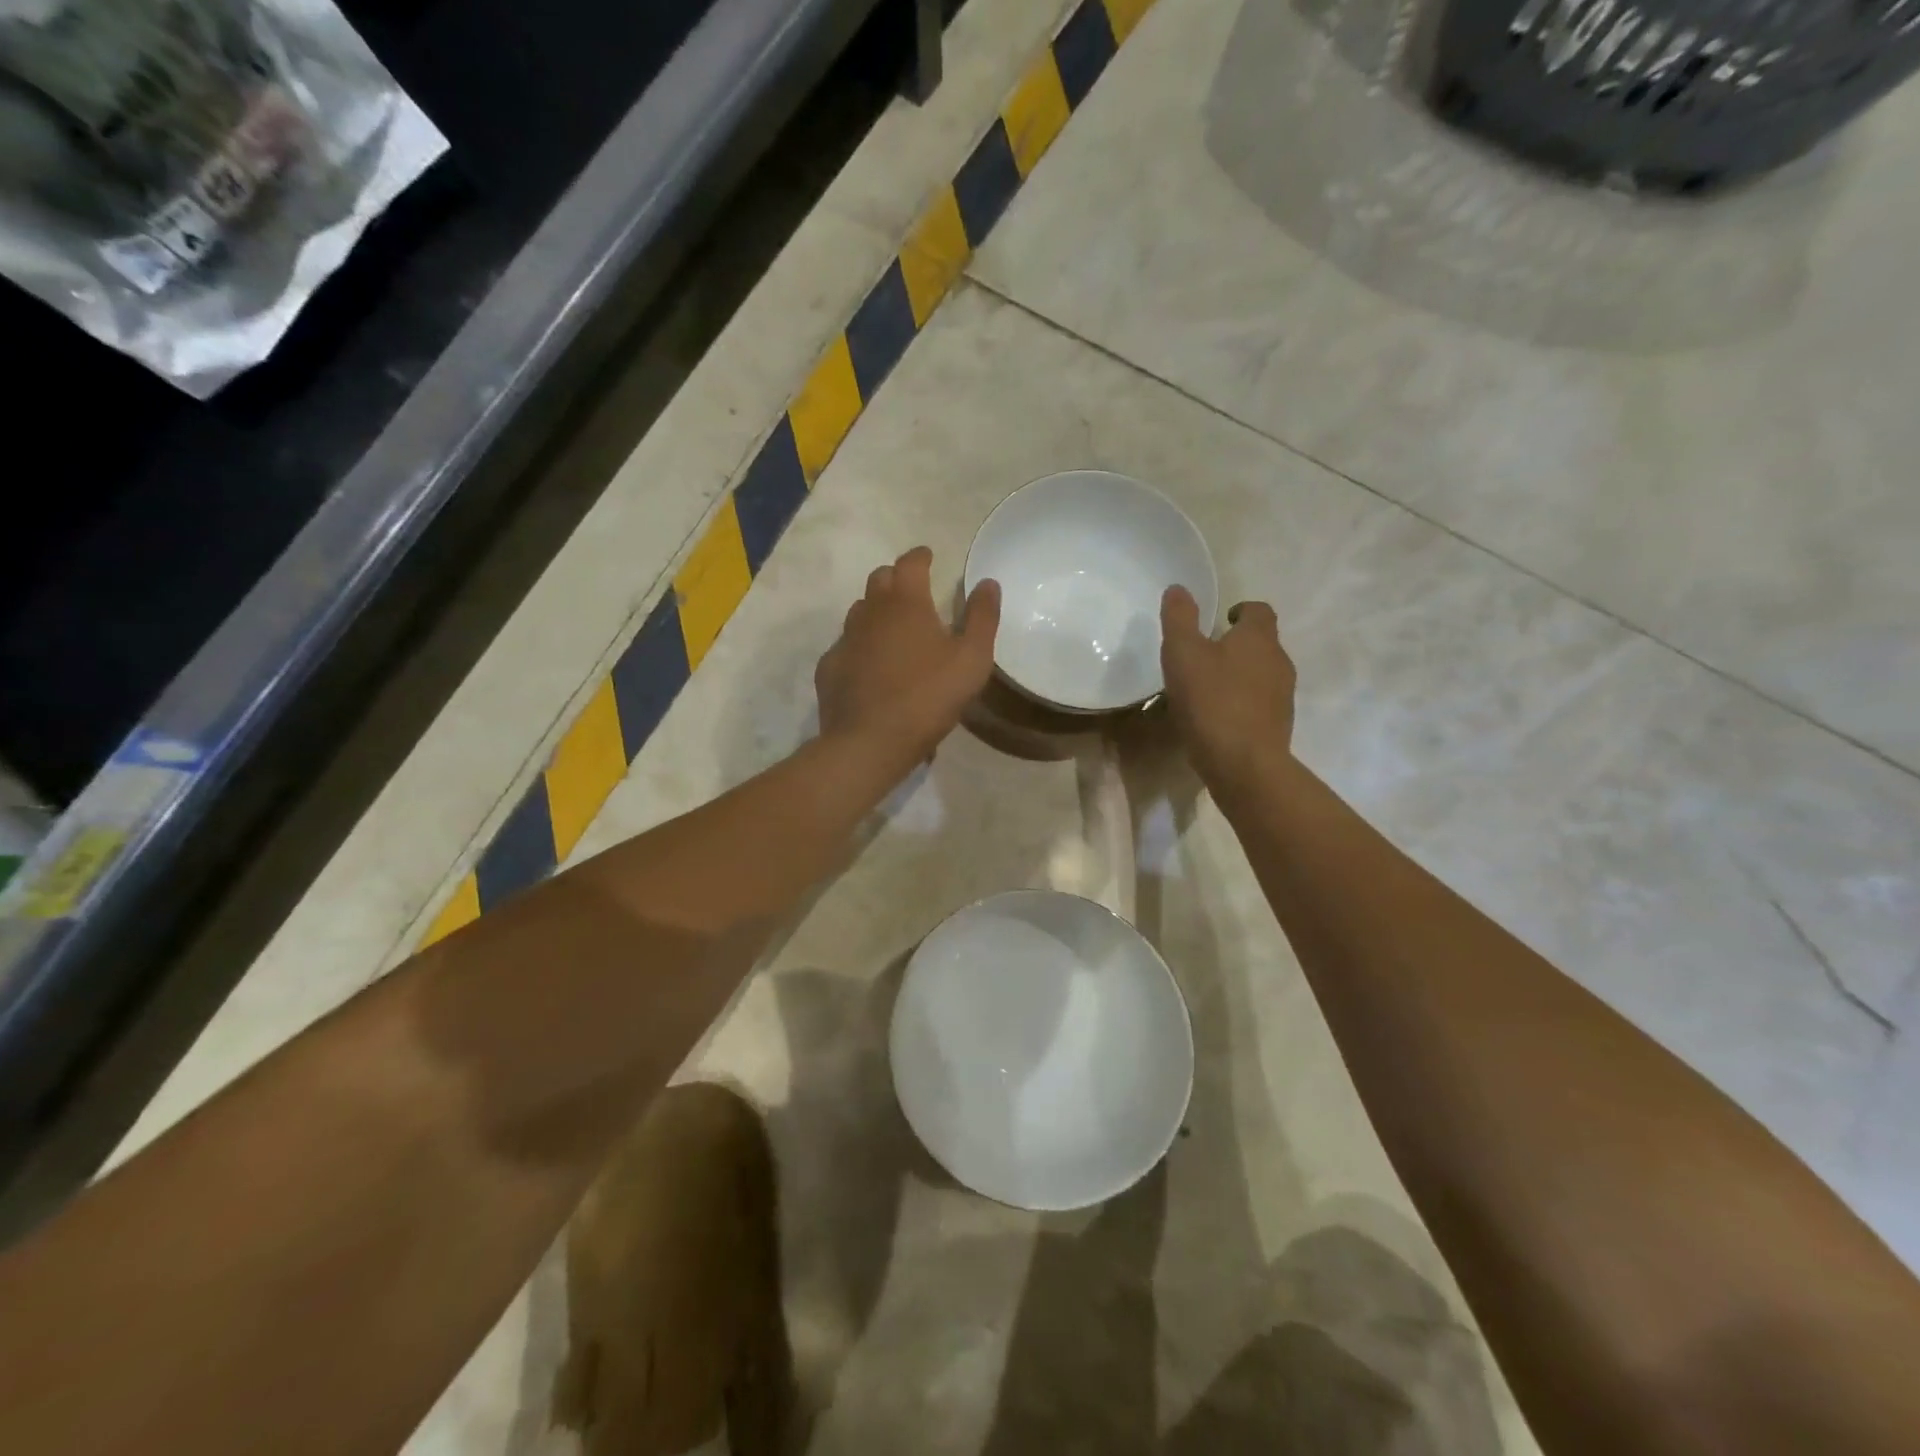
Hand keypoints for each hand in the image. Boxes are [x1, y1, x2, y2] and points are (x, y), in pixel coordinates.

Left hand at [815, 547, 999, 772]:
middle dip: (897, 579)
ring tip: (893, 629)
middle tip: (913, 592)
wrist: (870, 742)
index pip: (910, 563)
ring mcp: (845, 639)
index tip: (929, 557)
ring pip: (860, 611)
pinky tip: (870, 666)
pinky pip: (846, 645)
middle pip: (880, 580)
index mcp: (906, 603)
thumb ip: (982, 618)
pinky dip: (860, 646)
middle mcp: (870, 612)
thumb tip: (988, 582)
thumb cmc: (928, 697)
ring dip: (877, 611)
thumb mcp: (972, 659)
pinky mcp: (829, 667)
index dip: (921, 556)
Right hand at [1159, 586, 1295, 788]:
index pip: (1259, 610)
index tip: (1220, 622)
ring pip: (1261, 674)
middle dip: (1236, 645)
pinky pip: (1258, 704)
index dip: (1240, 611)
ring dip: (1238, 675)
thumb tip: (1179, 588)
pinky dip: (1241, 703)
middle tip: (1204, 656)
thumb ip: (1180, 619)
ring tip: (1207, 689)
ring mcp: (1282, 696)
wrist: (1243, 763)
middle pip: (1261, 643)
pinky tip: (1216, 718)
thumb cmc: (1211, 701)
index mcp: (1259, 638)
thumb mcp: (1183, 654)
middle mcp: (1279, 661)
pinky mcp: (1278, 725)